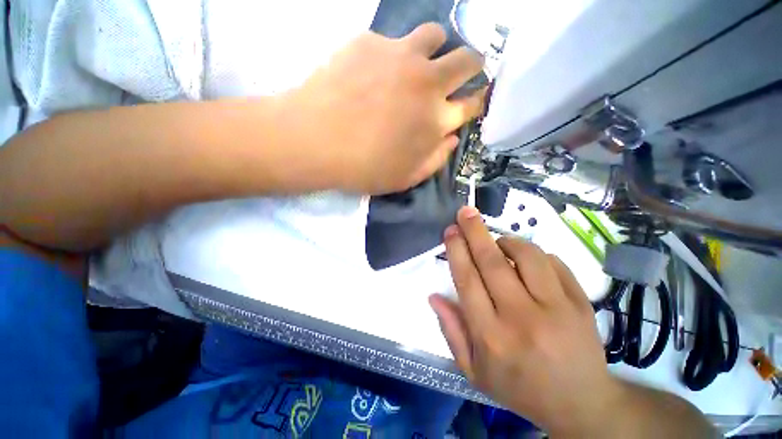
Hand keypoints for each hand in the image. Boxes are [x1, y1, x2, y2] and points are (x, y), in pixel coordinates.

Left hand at [283, 23, 484, 193]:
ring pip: (436, 35)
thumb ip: (435, 159)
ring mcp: (400, 56)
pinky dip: (392, 54)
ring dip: (436, 49)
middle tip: (461, 72)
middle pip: (468, 59)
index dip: (477, 100)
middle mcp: (428, 82)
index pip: (473, 103)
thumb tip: (452, 138)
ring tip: (419, 64)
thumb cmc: (364, 168)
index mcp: (436, 120)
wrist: (316, 141)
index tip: (474, 99)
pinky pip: (392, 40)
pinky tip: (374, 71)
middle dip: (472, 65)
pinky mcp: (371, 42)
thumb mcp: (406, 178)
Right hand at [430, 206, 622, 434]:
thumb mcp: (474, 371)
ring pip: (527, 257)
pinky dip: (535, 254)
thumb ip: (451, 331)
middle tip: (465, 212)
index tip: (450, 232)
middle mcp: (521, 319)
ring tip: (497, 241)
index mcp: (491, 337)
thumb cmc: (519, 387)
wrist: (580, 404)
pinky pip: (554, 264)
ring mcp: (556, 310)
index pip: (467, 281)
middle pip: (492, 263)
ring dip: (507, 241)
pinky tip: (526, 259)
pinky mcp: (580, 304)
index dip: (456, 251)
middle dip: (475, 232)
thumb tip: (433, 296)